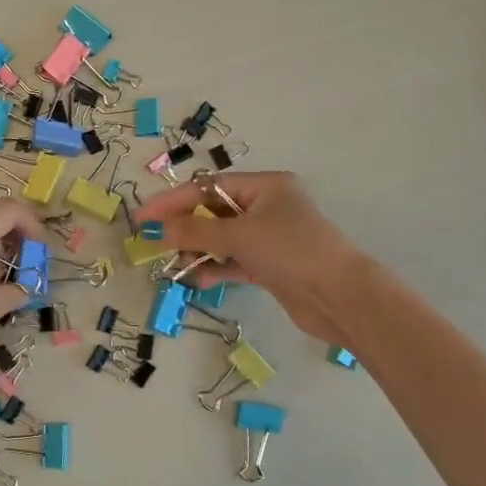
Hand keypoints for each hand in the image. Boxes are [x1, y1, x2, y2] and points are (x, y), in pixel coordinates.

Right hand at [132, 171, 373, 346]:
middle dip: (185, 227)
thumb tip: (159, 228)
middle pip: (213, 211)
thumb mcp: (240, 236)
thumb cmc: (292, 251)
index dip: (173, 201)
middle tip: (157, 242)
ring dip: (198, 250)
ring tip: (178, 264)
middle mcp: (266, 207)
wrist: (341, 298)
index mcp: (265, 187)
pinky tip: (199, 279)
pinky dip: (215, 268)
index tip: (143, 216)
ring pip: (221, 238)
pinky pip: (232, 261)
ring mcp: (269, 238)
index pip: (207, 187)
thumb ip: (196, 230)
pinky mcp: (270, 265)